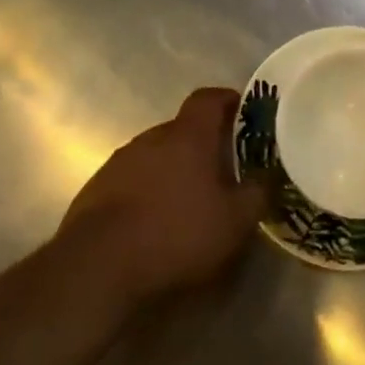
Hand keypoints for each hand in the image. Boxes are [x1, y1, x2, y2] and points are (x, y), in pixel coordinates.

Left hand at [60, 87, 265, 306]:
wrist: (98, 266)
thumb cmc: (176, 234)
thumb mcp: (234, 222)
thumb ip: (257, 194)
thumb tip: (268, 176)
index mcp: (188, 135)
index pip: (208, 98)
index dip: (227, 101)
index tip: (243, 113)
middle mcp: (152, 137)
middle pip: (181, 129)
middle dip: (201, 145)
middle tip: (220, 170)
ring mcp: (120, 161)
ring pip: (155, 156)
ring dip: (171, 170)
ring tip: (186, 202)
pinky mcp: (96, 189)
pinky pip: (130, 180)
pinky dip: (145, 192)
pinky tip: (152, 223)